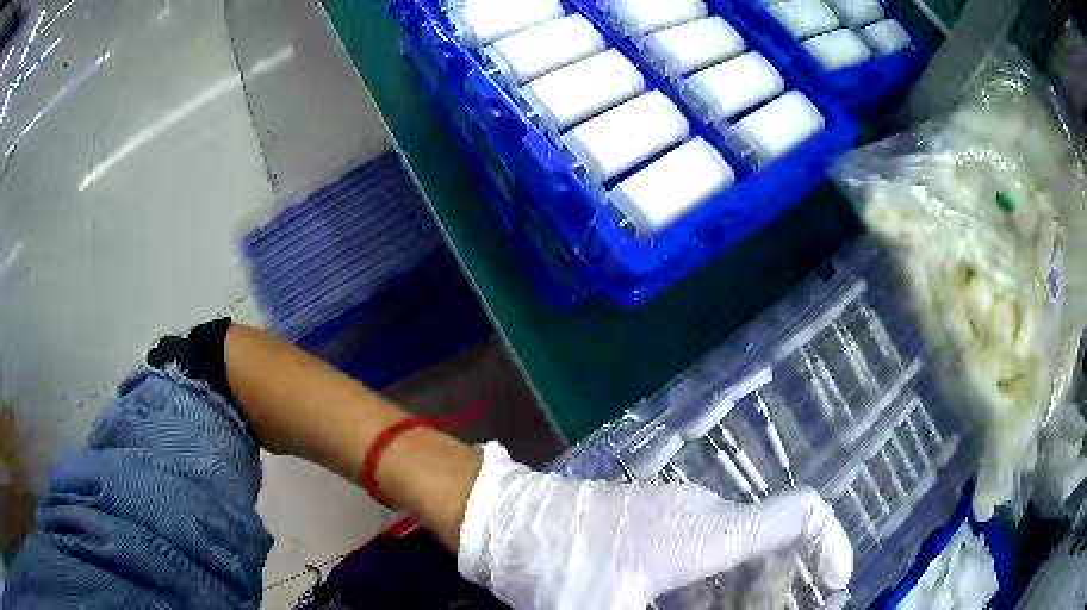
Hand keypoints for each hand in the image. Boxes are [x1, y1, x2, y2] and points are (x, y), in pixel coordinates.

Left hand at [459, 443, 852, 609]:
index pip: (801, 514)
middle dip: (787, 588)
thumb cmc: (559, 567)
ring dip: (753, 591)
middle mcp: (706, 515)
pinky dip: (723, 586)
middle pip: (774, 543)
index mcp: (710, 532)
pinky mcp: (656, 524)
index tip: (836, 584)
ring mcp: (680, 515)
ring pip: (741, 552)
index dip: (831, 543)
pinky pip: (710, 553)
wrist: (504, 520)